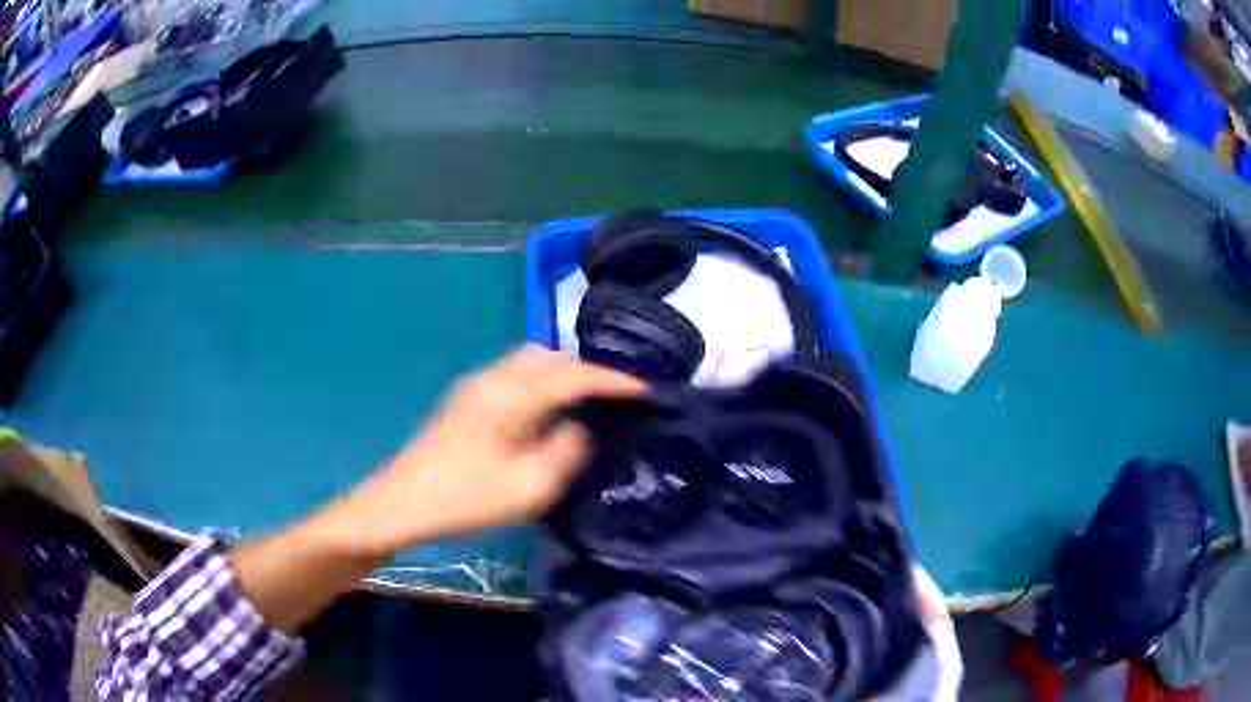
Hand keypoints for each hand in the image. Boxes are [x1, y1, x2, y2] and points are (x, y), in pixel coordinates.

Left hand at [341, 345, 643, 554]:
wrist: (402, 502)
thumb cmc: (466, 498)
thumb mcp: (529, 487)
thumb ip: (566, 452)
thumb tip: (581, 429)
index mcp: (511, 394)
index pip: (573, 375)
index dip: (612, 379)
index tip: (647, 387)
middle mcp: (494, 377)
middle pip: (551, 355)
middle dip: (589, 367)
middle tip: (620, 388)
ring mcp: (477, 384)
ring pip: (532, 361)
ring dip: (564, 371)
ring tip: (593, 394)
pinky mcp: (468, 398)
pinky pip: (517, 373)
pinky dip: (544, 379)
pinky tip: (553, 404)